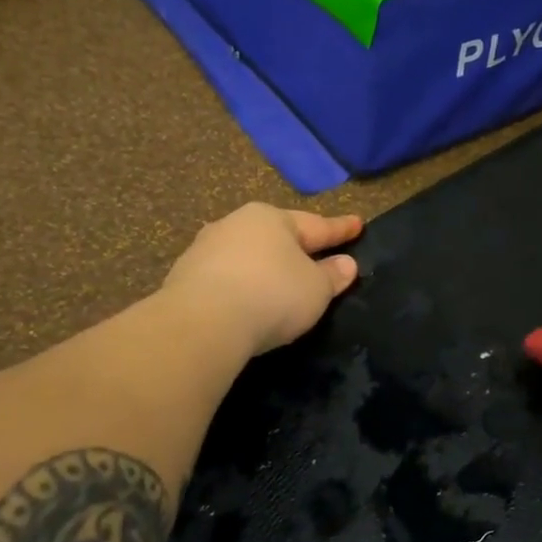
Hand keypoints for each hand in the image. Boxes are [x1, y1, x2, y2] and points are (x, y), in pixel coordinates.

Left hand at [163, 204, 362, 355]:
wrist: (202, 324)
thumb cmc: (272, 294)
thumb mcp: (316, 289)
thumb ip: (333, 275)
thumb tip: (347, 264)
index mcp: (272, 218)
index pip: (316, 225)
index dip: (340, 229)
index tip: (357, 224)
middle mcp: (236, 225)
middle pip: (277, 236)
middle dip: (297, 245)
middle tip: (317, 252)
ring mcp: (204, 250)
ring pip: (247, 255)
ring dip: (265, 266)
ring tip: (280, 280)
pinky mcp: (183, 279)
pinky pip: (225, 278)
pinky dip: (241, 286)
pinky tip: (247, 301)